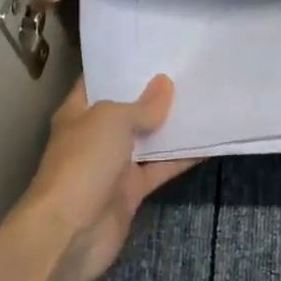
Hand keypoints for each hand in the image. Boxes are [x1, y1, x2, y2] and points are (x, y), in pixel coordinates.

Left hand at [17, 77, 196, 280]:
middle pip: (129, 109)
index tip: (155, 48)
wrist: (70, 232)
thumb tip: (165, 84)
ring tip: (206, 98)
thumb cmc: (83, 163)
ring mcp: (114, 165)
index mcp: (79, 112)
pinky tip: (210, 141)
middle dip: (155, 93)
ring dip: (172, 125)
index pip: (100, 80)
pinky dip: (183, 158)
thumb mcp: (112, 121)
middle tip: (190, 69)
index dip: (124, 65)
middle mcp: (95, 136)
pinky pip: (161, 168)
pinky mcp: (132, 191)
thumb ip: (142, 105)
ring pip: (148, 139)